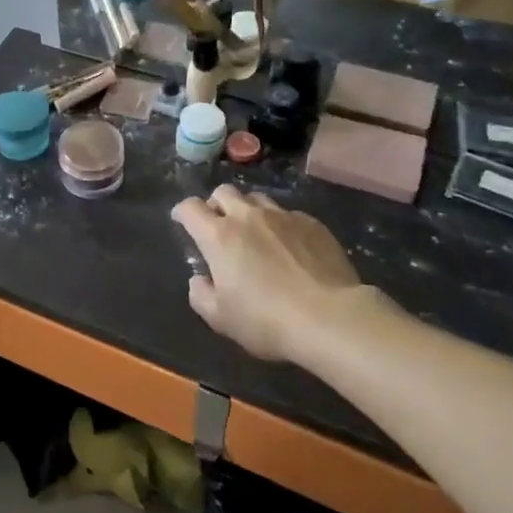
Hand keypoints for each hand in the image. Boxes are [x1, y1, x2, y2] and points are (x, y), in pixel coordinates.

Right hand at [172, 185, 385, 363]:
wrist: (330, 318)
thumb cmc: (267, 320)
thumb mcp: (221, 319)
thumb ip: (201, 295)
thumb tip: (199, 279)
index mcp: (219, 236)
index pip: (190, 208)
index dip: (182, 212)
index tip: (181, 221)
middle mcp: (248, 216)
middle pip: (223, 192)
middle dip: (216, 204)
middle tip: (219, 226)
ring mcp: (283, 216)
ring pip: (257, 199)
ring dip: (248, 211)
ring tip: (255, 233)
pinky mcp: (312, 223)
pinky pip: (288, 214)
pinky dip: (280, 224)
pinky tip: (289, 247)